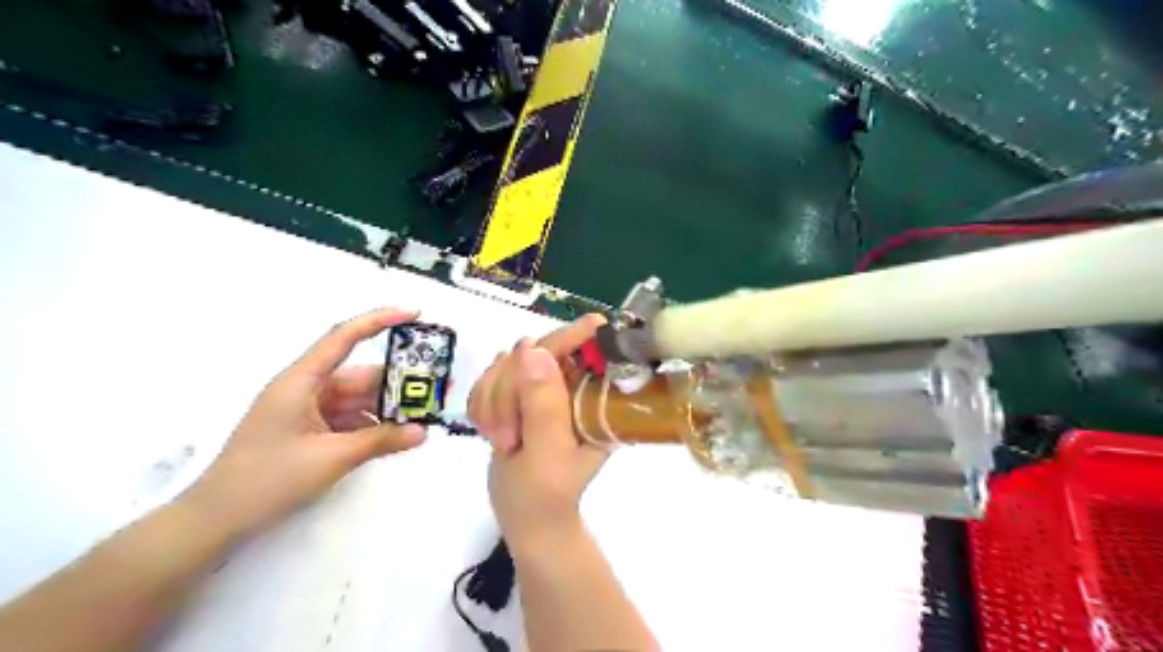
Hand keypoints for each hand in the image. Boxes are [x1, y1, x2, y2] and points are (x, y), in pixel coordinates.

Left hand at [184, 308, 425, 538]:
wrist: (216, 521)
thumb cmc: (267, 480)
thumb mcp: (331, 458)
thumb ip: (381, 441)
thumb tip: (424, 431)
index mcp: (301, 381)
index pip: (344, 337)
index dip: (380, 320)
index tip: (415, 314)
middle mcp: (306, 388)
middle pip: (360, 374)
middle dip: (398, 380)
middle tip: (436, 387)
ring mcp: (307, 411)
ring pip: (358, 399)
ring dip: (388, 407)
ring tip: (424, 415)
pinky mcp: (309, 431)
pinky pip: (350, 419)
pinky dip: (373, 425)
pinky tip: (397, 435)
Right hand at [466, 317, 608, 555]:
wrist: (526, 515)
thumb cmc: (546, 495)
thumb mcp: (548, 454)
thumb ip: (542, 405)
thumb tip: (532, 348)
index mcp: (595, 396)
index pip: (585, 348)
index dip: (565, 339)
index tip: (531, 349)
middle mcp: (573, 383)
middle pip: (535, 350)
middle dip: (510, 390)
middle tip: (508, 436)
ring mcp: (544, 384)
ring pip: (506, 363)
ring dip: (494, 402)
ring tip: (504, 441)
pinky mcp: (518, 390)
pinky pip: (488, 378)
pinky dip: (482, 404)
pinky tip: (491, 431)